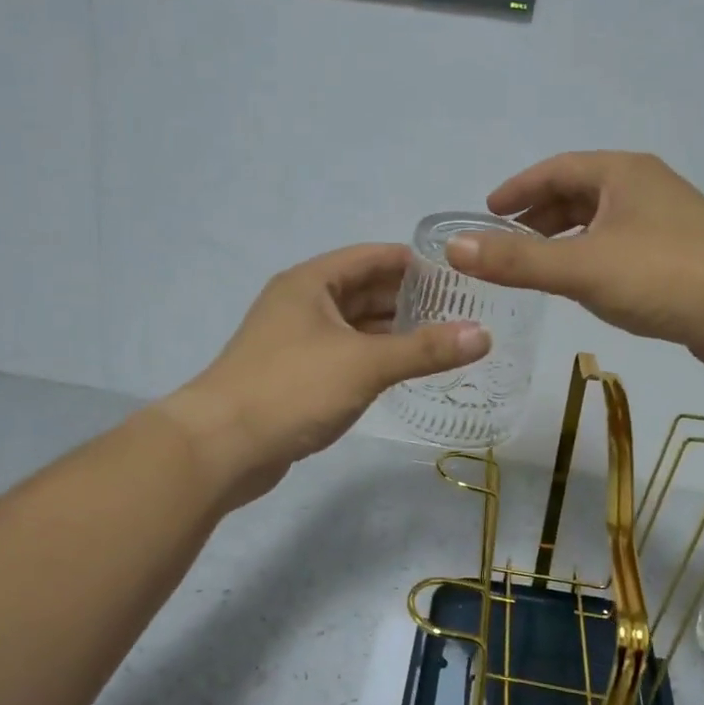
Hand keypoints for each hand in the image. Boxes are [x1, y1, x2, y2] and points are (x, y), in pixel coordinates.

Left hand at [161, 243, 488, 506]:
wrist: (221, 447)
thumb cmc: (292, 388)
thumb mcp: (365, 364)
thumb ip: (425, 349)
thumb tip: (483, 334)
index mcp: (311, 283)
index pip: (372, 257)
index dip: (415, 262)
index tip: (458, 273)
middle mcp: (301, 304)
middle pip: (364, 290)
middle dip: (409, 299)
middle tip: (461, 310)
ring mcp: (295, 341)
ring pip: (354, 326)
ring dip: (393, 331)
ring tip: (443, 340)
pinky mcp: (294, 376)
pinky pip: (344, 355)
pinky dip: (374, 357)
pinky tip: (404, 370)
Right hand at [447, 152, 703, 374]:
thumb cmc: (664, 276)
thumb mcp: (581, 267)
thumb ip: (517, 260)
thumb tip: (455, 247)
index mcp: (621, 174)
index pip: (556, 169)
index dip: (518, 188)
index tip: (487, 211)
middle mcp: (644, 188)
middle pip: (578, 192)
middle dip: (539, 215)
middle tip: (506, 242)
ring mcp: (666, 221)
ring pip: (601, 221)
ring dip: (565, 237)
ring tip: (536, 265)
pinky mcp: (679, 256)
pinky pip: (620, 246)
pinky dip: (591, 257)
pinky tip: (584, 285)